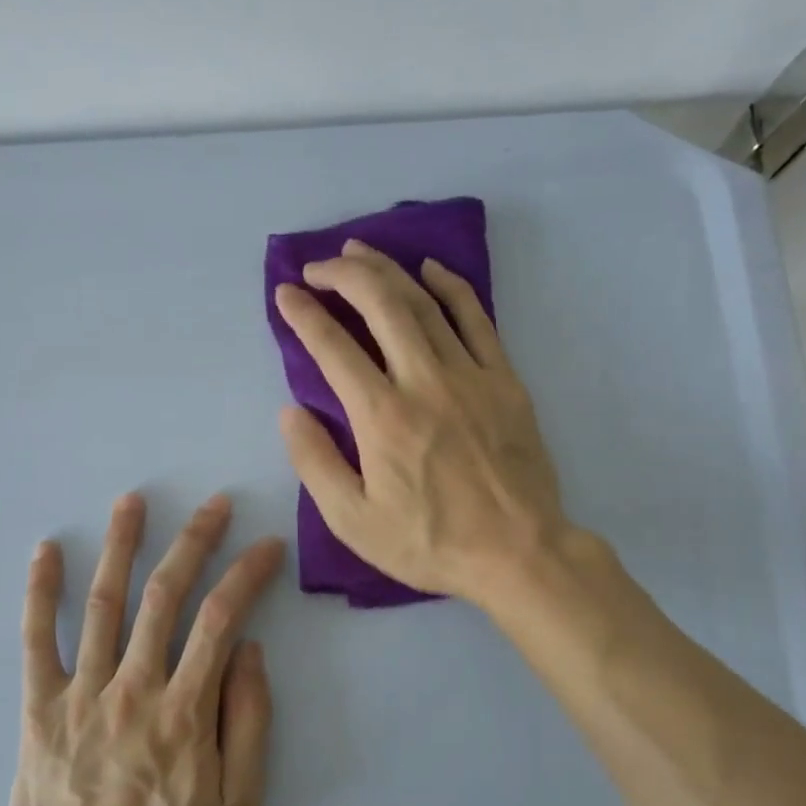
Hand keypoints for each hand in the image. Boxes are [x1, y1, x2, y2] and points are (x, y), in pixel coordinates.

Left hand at [9, 493, 285, 805]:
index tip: (267, 545)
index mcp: (185, 709)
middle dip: (194, 541)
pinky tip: (46, 550)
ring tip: (132, 501)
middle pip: (165, 595)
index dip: (247, 574)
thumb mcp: (238, 804)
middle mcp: (134, 685)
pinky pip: (36, 640)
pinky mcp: (40, 706)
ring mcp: (82, 691)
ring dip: (120, 546)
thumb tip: (248, 651)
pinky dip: (41, 592)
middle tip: (214, 504)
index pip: (222, 619)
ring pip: (104, 603)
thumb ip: (249, 721)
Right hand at [274, 240, 566, 605]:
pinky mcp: (504, 379)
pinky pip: (476, 318)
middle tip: (317, 266)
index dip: (304, 314)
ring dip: (387, 269)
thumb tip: (290, 411)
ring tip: (358, 252)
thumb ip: (315, 462)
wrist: (519, 553)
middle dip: (343, 274)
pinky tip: (430, 269)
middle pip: (380, 304)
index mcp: (381, 416)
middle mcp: (423, 381)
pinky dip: (451, 287)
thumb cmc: (431, 542)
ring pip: (423, 302)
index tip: (286, 294)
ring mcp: (469, 374)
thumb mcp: (354, 521)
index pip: (333, 347)